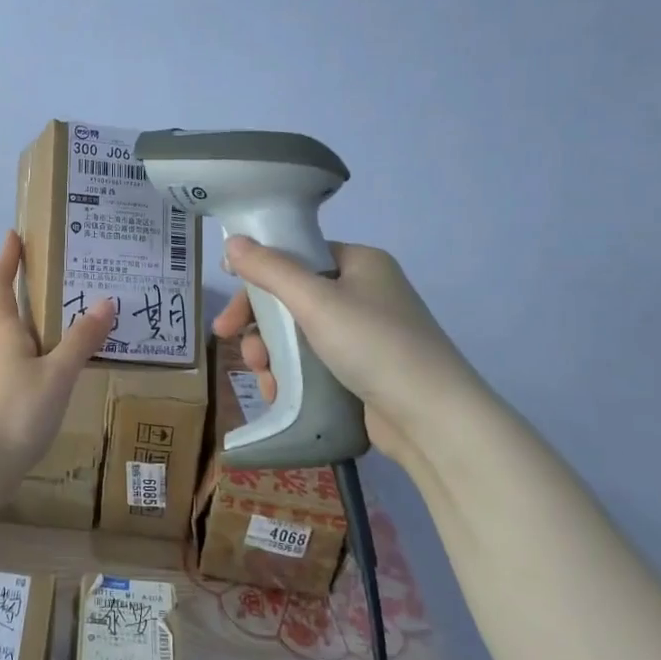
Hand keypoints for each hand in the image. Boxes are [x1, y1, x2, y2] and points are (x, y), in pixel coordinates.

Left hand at [0, 230, 116, 479]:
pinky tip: (37, 383)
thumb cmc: (18, 410)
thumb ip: (80, 340)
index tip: (12, 237)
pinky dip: (15, 370)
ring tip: (37, 341)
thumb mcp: (58, 373)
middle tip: (26, 301)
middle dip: (0, 306)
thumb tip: (105, 302)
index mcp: (4, 336)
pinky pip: (0, 376)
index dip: (4, 261)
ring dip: (5, 339)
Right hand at [211, 237, 483, 466]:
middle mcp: (363, 292)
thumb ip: (270, 269)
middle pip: (292, 297)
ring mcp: (365, 333)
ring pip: (298, 333)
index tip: (228, 295)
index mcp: (359, 263)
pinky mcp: (363, 370)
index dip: (257, 275)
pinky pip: (313, 361)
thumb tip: (232, 241)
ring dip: (270, 352)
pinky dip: (291, 373)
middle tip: (228, 340)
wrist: (432, 419)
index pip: (296, 256)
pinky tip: (278, 391)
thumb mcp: (315, 301)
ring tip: (262, 377)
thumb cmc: (374, 345)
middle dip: (258, 322)